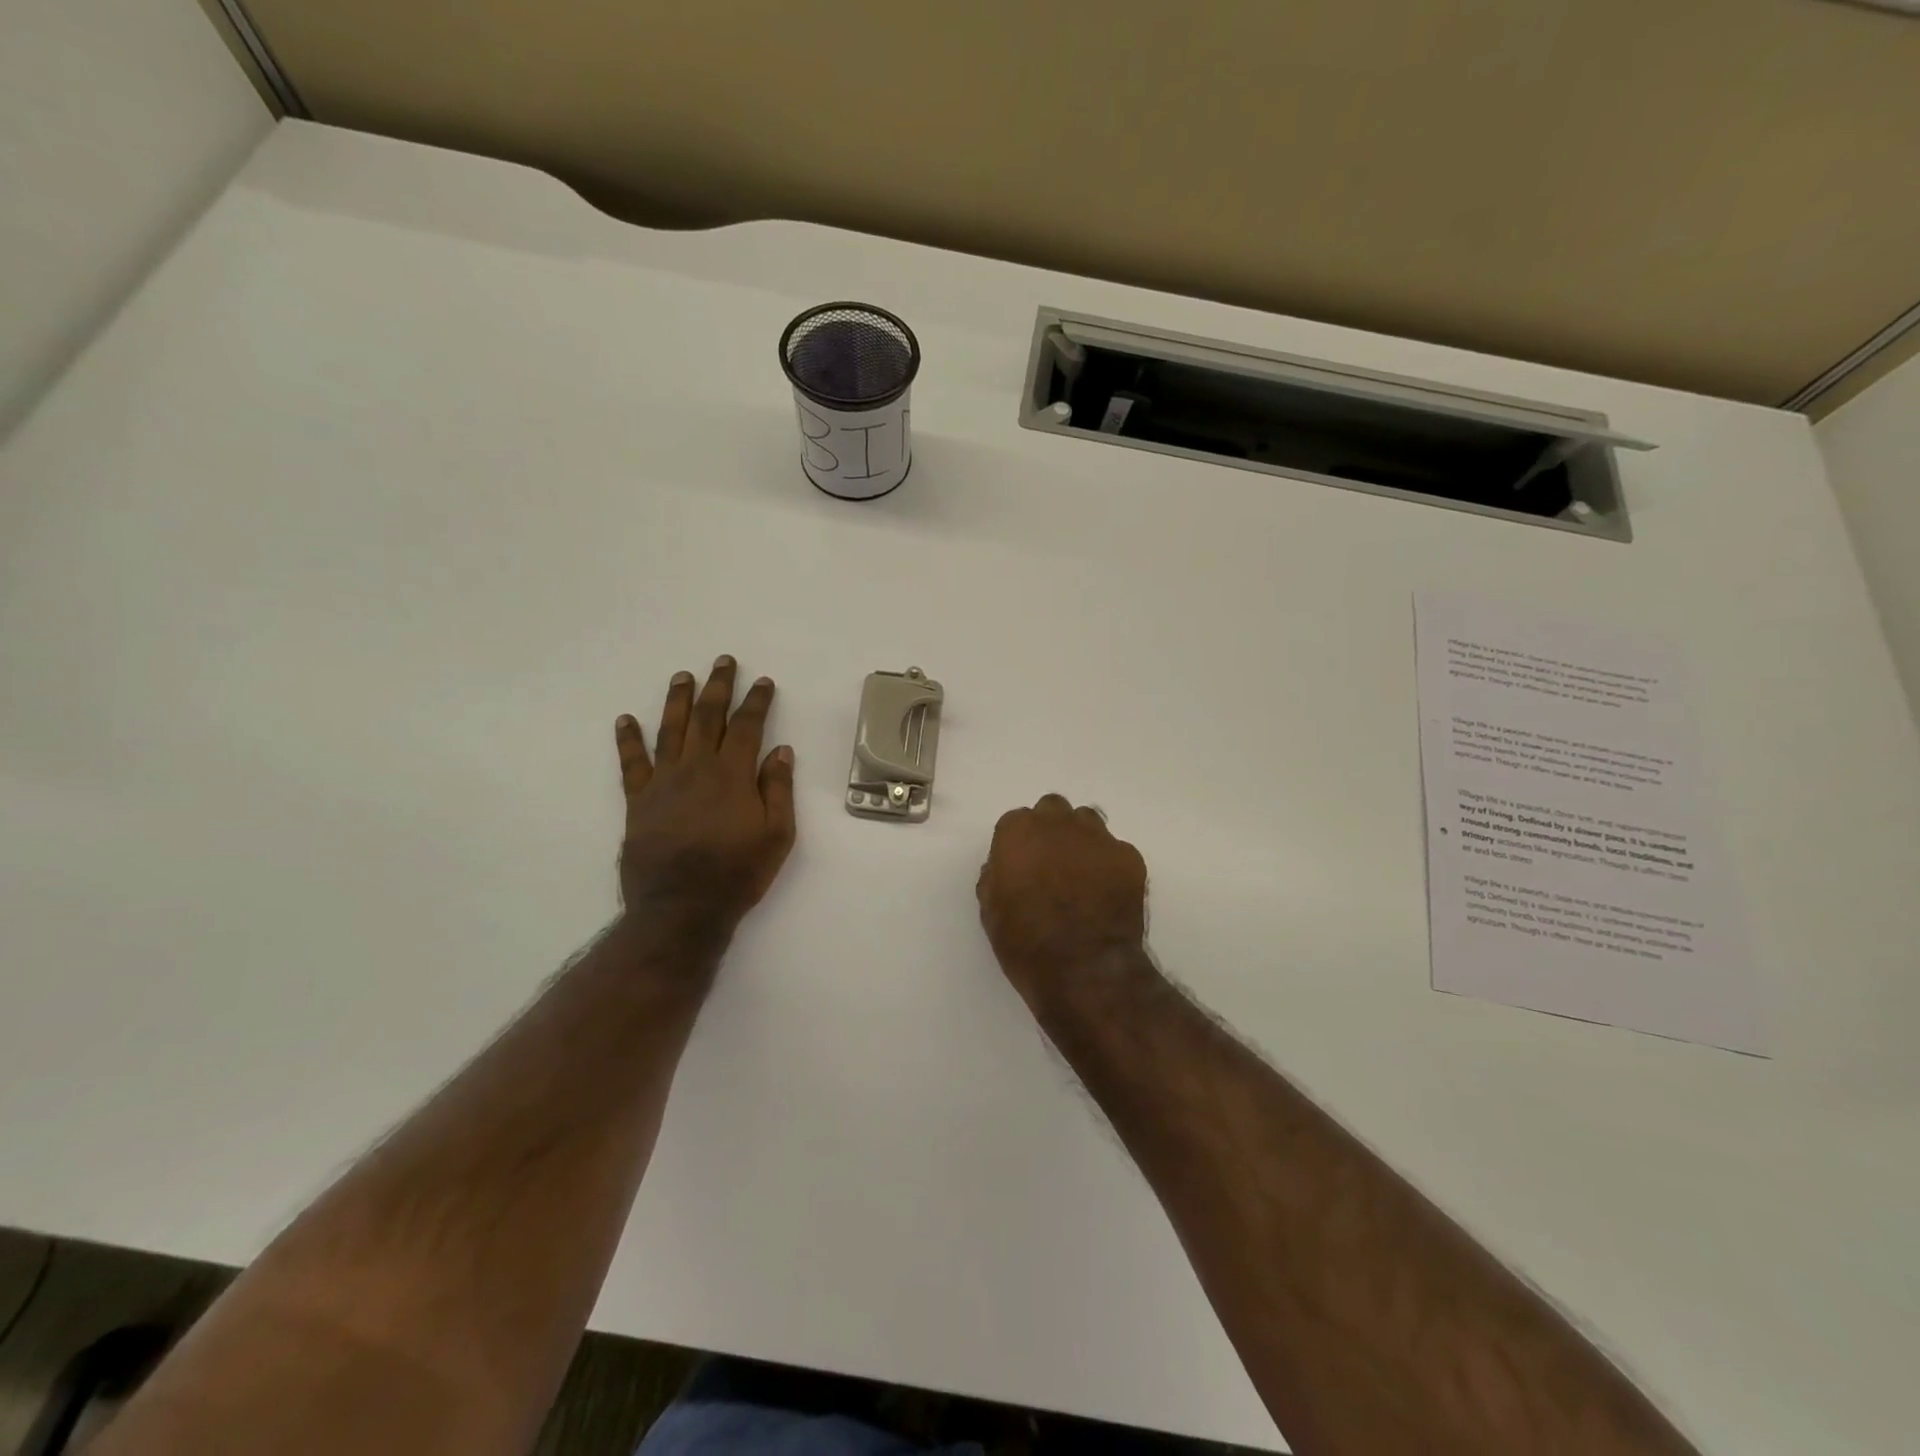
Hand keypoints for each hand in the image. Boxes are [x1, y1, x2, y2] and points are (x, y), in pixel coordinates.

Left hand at [614, 656, 796, 943]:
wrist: (681, 908)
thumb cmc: (738, 873)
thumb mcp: (777, 835)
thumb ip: (778, 790)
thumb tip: (781, 751)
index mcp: (732, 775)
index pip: (746, 726)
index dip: (756, 701)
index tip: (763, 681)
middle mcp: (696, 768)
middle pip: (707, 717)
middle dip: (717, 686)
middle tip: (722, 662)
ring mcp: (663, 782)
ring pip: (670, 730)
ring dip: (677, 700)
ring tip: (682, 676)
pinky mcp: (638, 801)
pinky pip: (631, 763)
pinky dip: (628, 739)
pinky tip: (626, 720)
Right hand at [977, 794, 1148, 1001]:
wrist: (1084, 971)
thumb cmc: (1026, 944)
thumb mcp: (991, 911)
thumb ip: (996, 876)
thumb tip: (1004, 867)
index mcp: (1019, 833)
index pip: (1016, 821)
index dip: (1018, 845)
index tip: (1021, 866)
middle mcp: (1058, 824)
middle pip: (1053, 810)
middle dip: (1051, 830)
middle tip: (1051, 863)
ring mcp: (1098, 838)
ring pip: (1087, 822)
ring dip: (1080, 839)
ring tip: (1082, 873)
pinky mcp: (1129, 857)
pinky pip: (1115, 849)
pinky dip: (1109, 864)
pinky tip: (1107, 892)